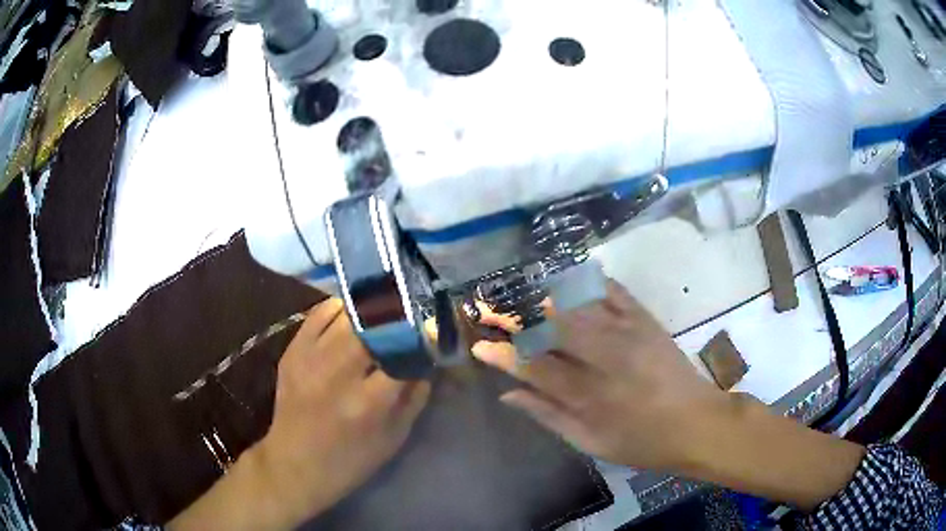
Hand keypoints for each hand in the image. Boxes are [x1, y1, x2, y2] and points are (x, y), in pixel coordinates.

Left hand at [256, 298, 430, 523]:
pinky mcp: (292, 351)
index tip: (433, 329)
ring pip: (347, 313)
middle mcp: (339, 374)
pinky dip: (340, 307)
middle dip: (397, 314)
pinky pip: (318, 313)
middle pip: (374, 325)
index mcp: (369, 403)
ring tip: (385, 305)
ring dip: (371, 308)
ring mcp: (311, 358)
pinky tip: (352, 312)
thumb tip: (428, 359)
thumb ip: (415, 397)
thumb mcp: (395, 437)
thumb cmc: (351, 460)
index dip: (422, 338)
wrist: (294, 464)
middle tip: (411, 309)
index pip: (404, 354)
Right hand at [472, 280, 729, 471]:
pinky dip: (588, 281)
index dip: (502, 355)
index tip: (479, 345)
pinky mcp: (645, 319)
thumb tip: (509, 394)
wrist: (694, 422)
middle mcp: (603, 358)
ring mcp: (626, 333)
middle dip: (515, 318)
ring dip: (544, 296)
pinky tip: (569, 277)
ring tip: (519, 292)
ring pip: (576, 306)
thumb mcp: (590, 442)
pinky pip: (612, 291)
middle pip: (550, 329)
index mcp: (587, 395)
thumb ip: (548, 416)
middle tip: (491, 309)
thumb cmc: (641, 442)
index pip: (533, 368)